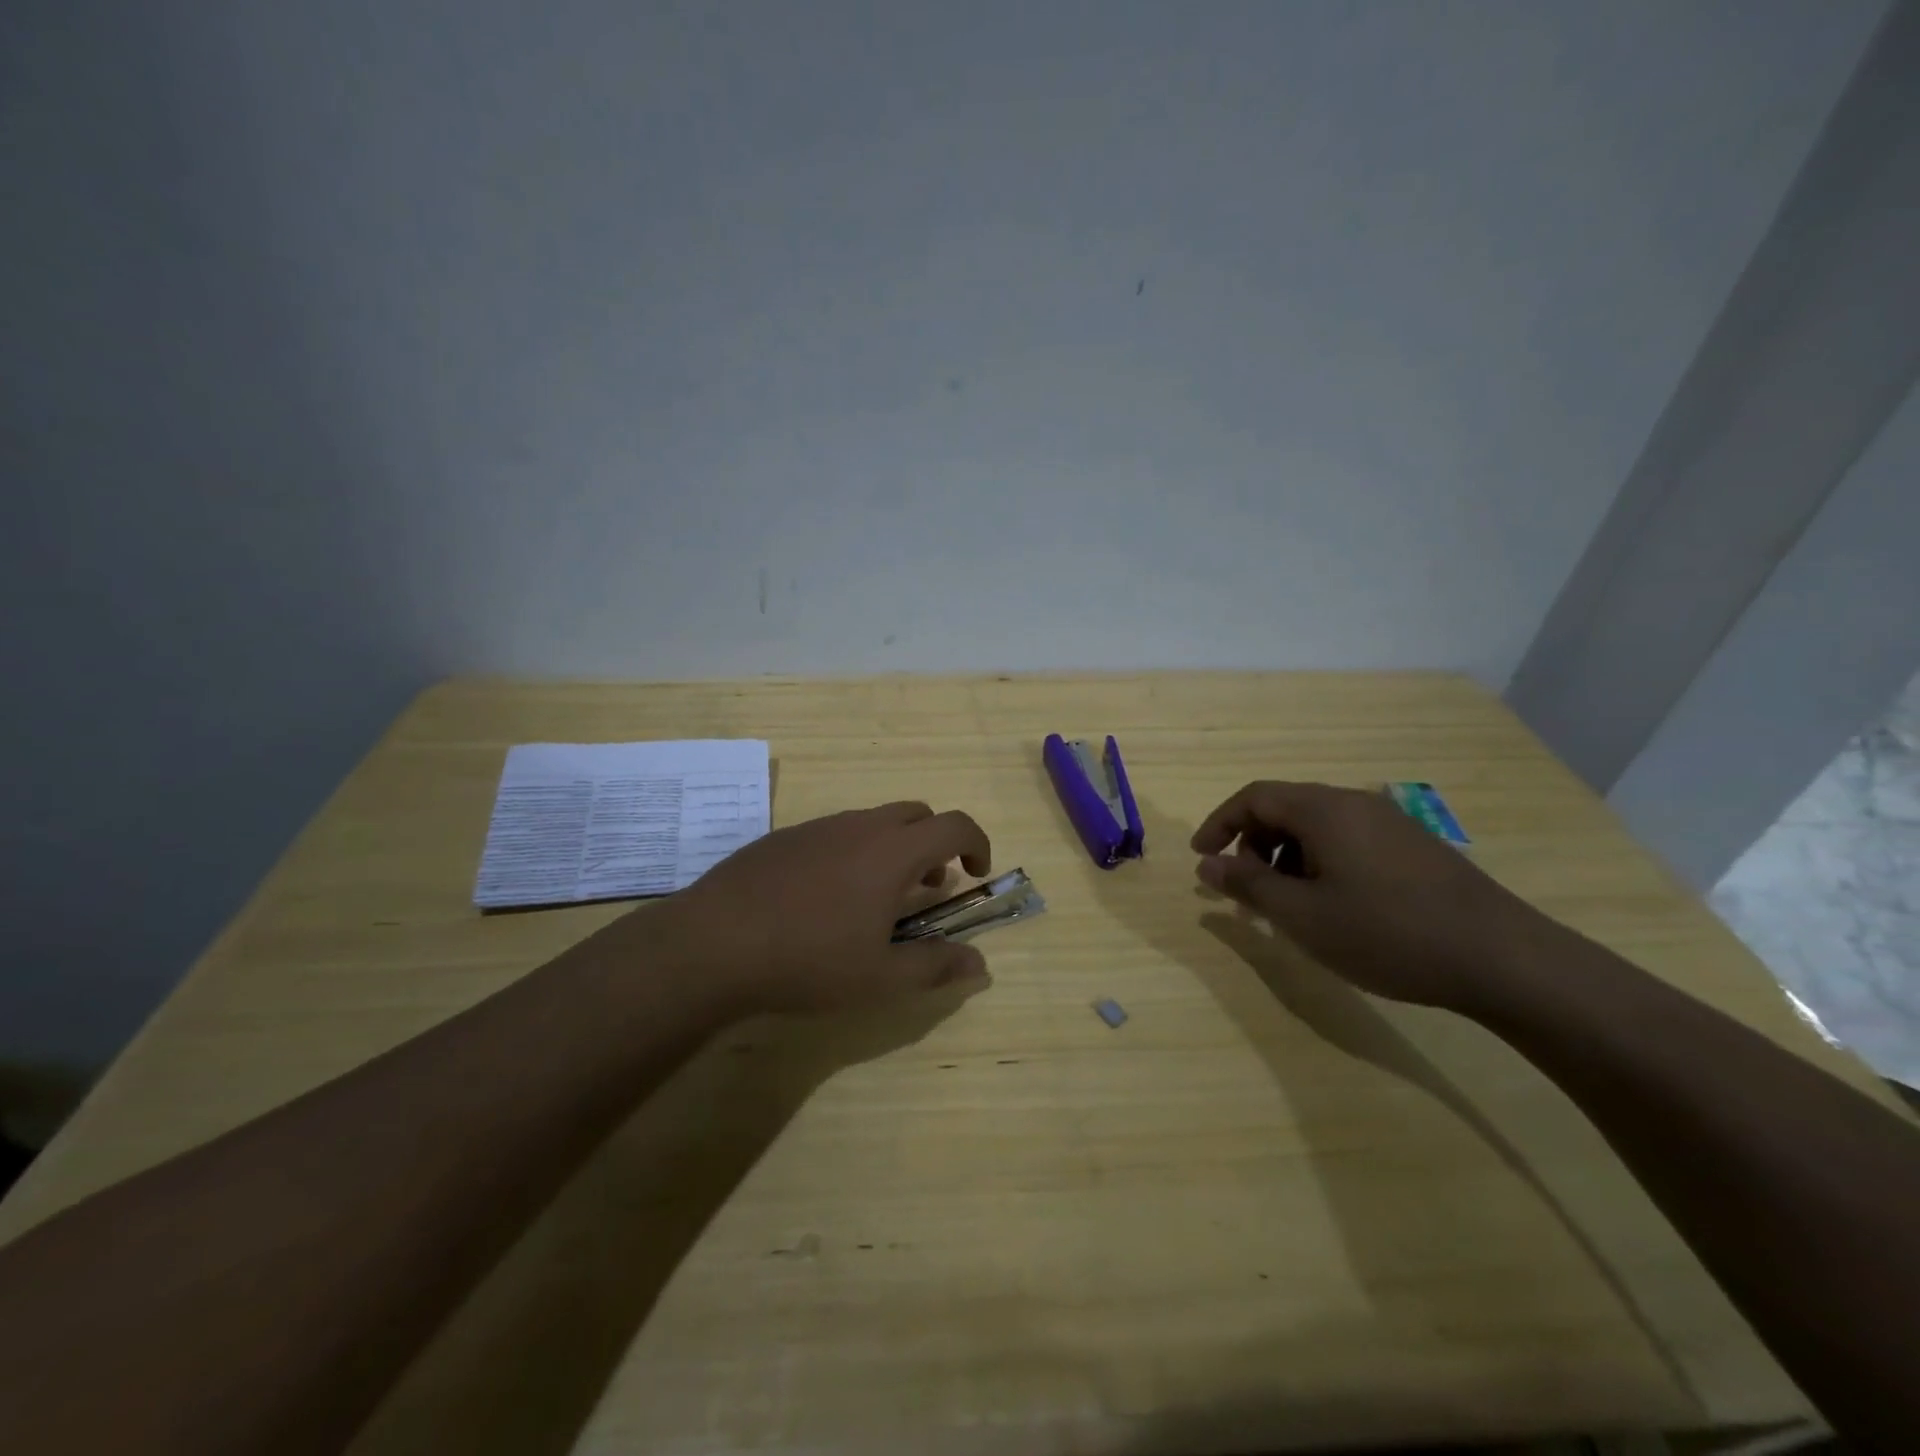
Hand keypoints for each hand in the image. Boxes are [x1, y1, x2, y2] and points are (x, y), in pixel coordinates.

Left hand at [666, 801, 995, 1013]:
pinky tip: (826, 898)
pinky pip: (836, 832)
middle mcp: (860, 826)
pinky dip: (854, 851)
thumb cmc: (809, 960)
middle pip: (917, 814)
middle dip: (935, 843)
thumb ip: (936, 966)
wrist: (713, 943)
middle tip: (929, 887)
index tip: (977, 873)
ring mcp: (818, 827)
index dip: (977, 843)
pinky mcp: (784, 837)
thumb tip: (979, 963)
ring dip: (894, 848)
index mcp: (893, 851)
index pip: (955, 824)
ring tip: (878, 898)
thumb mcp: (881, 977)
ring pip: (874, 821)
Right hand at [1190, 781, 1564, 1012]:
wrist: (1504, 959)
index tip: (1200, 858)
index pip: (1253, 797)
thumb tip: (1207, 863)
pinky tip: (1333, 908)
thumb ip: (1248, 884)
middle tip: (1246, 892)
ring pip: (1317, 828)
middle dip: (1253, 846)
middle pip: (1284, 809)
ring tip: (1287, 907)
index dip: (1218, 823)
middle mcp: (1355, 804)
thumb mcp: (1303, 915)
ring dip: (1286, 859)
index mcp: (1324, 809)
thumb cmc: (1388, 933)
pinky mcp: (1414, 848)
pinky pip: (1347, 842)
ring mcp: (1390, 824)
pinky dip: (1320, 865)